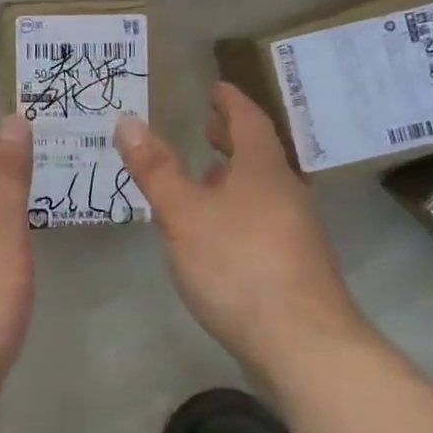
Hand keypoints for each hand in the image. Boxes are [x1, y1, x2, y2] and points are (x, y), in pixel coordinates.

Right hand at [115, 82, 370, 382]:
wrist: (304, 345)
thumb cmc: (240, 265)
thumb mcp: (184, 213)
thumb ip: (155, 168)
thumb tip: (128, 119)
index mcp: (263, 170)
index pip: (249, 121)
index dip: (231, 102)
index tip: (216, 87)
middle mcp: (285, 193)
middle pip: (260, 155)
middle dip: (232, 138)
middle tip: (208, 126)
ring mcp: (295, 232)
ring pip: (262, 190)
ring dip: (235, 176)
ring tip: (205, 177)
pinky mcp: (295, 267)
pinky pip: (262, 219)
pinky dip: (239, 208)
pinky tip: (219, 232)